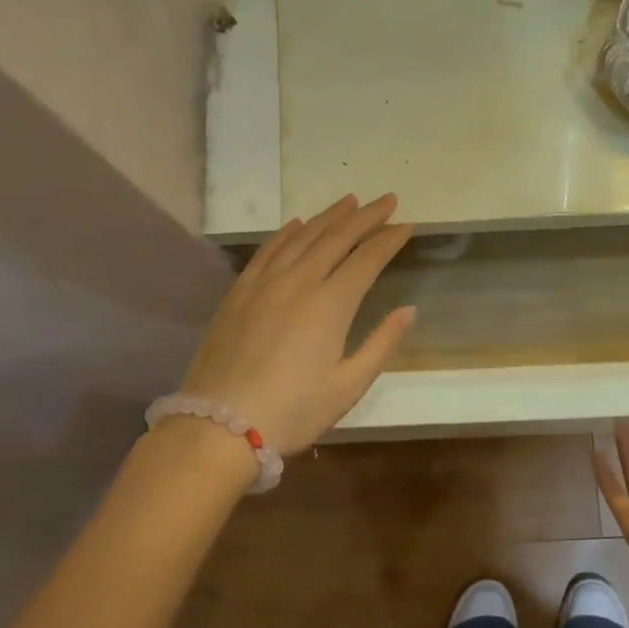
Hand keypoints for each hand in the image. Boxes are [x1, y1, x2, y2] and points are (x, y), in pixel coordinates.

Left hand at [180, 195, 415, 453]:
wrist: (219, 427)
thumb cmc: (293, 412)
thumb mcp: (348, 386)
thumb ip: (382, 343)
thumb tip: (409, 310)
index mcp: (331, 304)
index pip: (367, 259)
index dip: (389, 239)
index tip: (406, 224)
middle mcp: (299, 282)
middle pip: (336, 238)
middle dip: (365, 217)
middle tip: (386, 200)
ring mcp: (264, 284)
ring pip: (302, 237)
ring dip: (328, 217)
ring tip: (348, 202)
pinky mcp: (239, 293)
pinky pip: (267, 251)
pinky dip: (285, 233)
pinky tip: (297, 224)